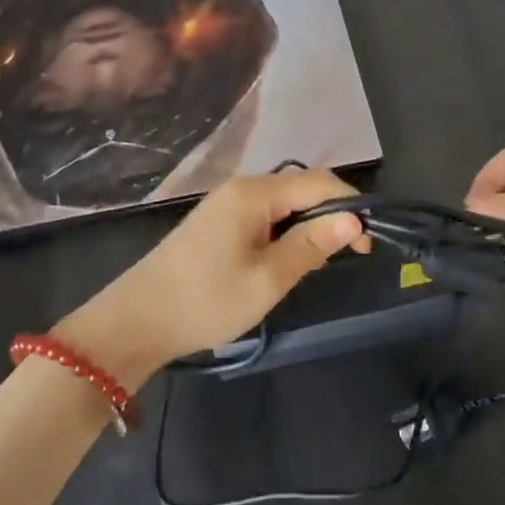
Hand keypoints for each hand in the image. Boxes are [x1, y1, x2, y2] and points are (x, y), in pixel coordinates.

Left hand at [56, 168, 370, 384]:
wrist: (137, 321)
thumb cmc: (206, 301)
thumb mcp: (268, 279)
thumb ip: (312, 245)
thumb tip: (353, 219)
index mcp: (255, 193)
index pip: (320, 183)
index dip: (351, 207)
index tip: (368, 244)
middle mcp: (242, 187)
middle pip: (302, 188)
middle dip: (331, 215)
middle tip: (349, 255)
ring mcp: (226, 202)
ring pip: (284, 202)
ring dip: (308, 224)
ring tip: (320, 261)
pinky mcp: (217, 220)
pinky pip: (265, 214)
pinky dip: (285, 230)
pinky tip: (287, 258)